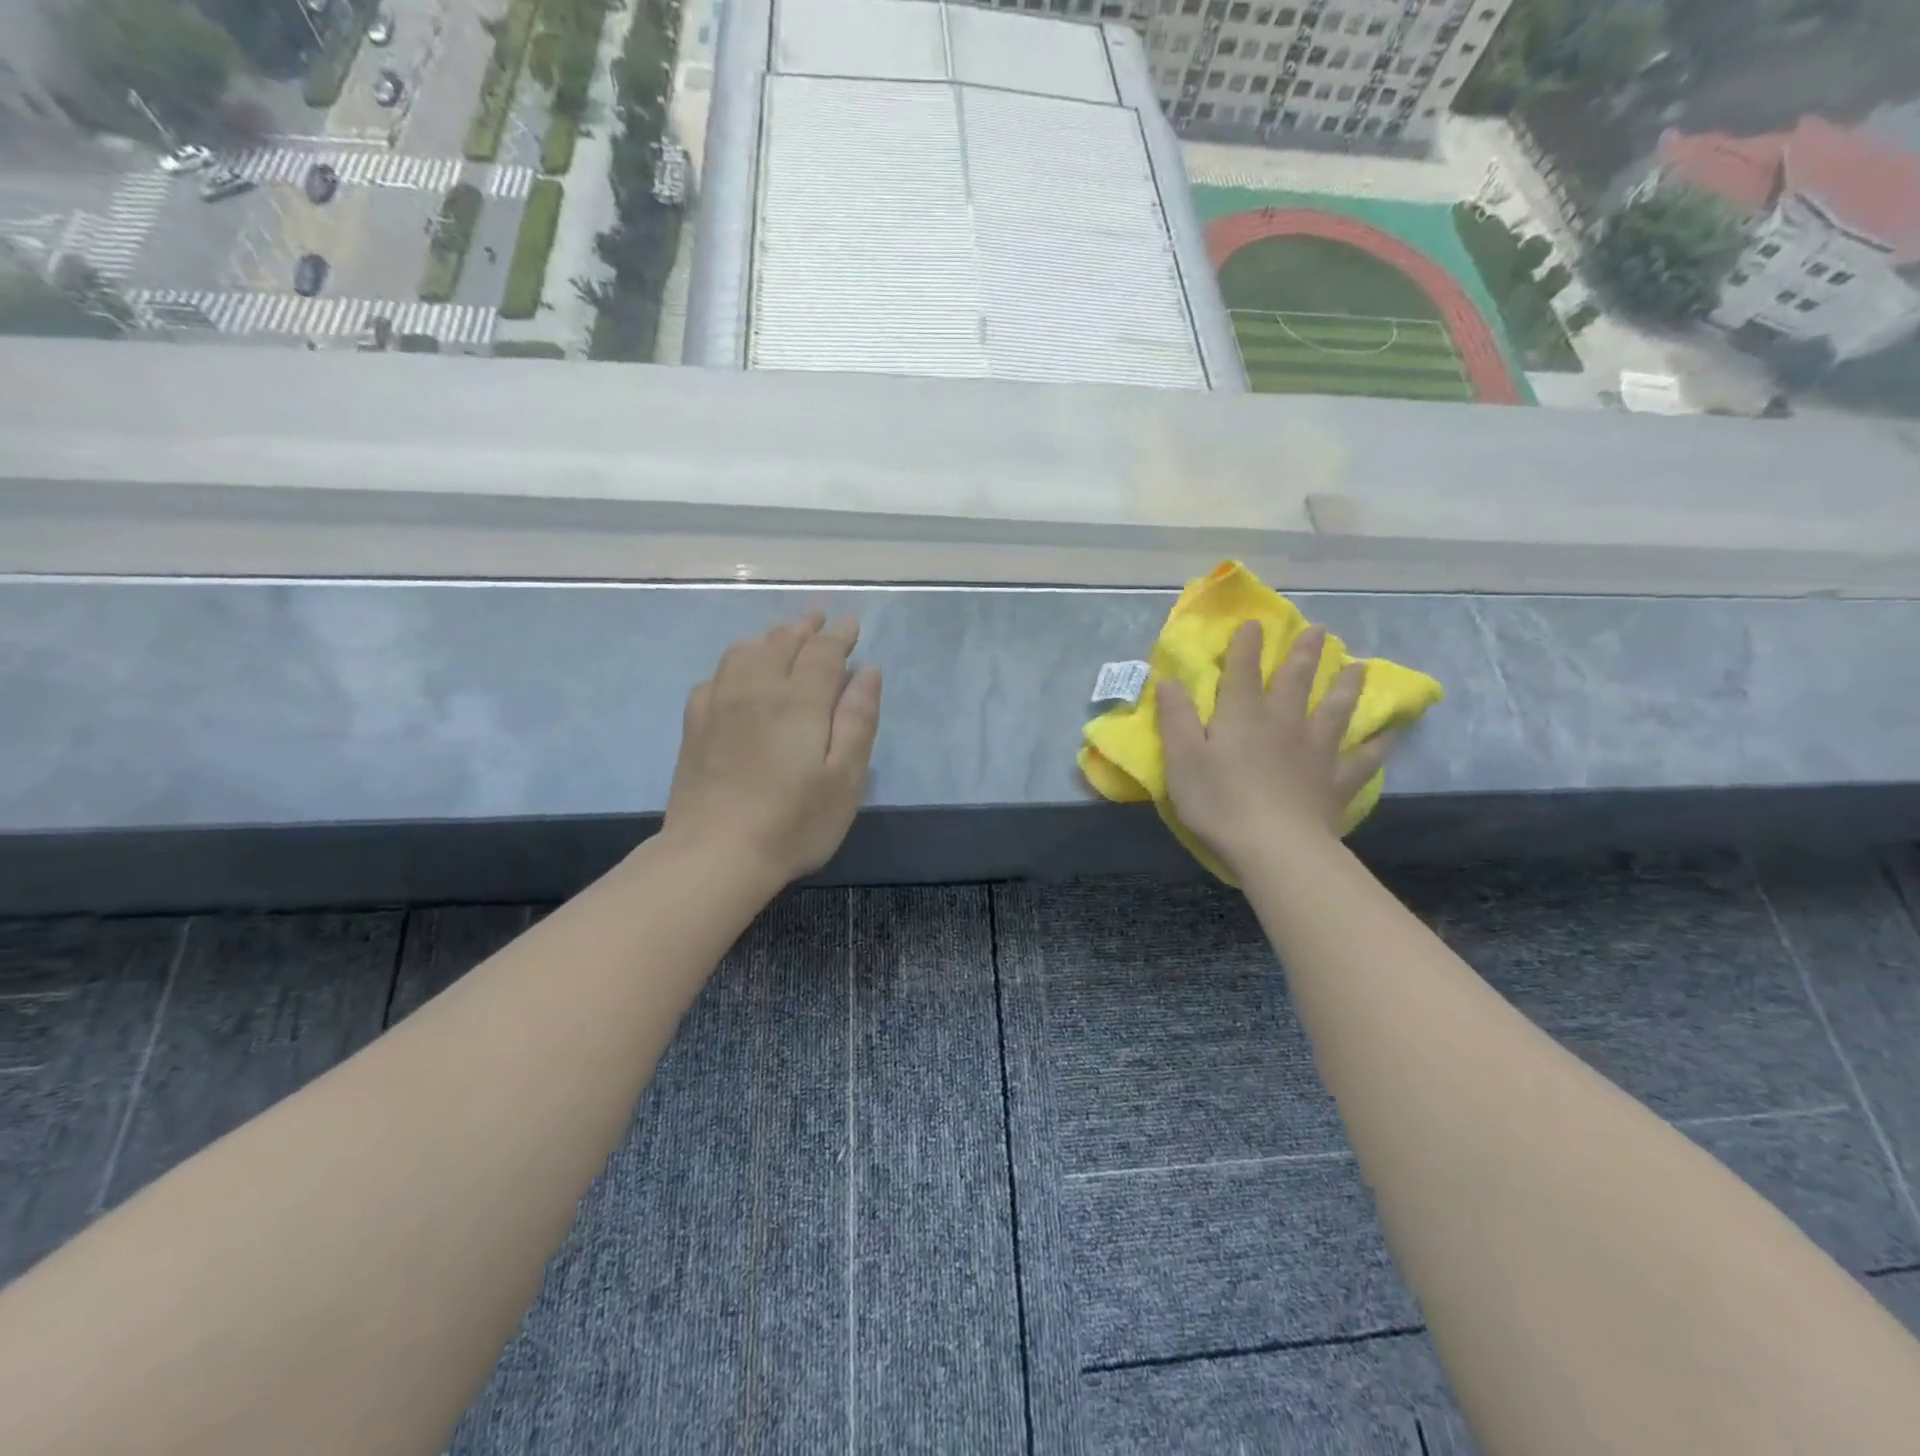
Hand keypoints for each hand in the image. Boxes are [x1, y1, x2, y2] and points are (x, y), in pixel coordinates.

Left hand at [663, 612, 881, 885]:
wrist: (715, 853)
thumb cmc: (794, 822)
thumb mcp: (845, 777)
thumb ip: (858, 719)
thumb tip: (868, 671)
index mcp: (799, 699)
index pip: (823, 651)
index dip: (840, 635)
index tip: (851, 626)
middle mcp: (757, 688)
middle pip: (782, 642)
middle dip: (805, 627)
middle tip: (820, 618)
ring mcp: (720, 703)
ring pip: (745, 651)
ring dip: (770, 636)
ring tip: (784, 635)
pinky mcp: (695, 724)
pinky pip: (716, 675)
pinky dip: (736, 661)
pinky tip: (739, 673)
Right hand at [1159, 621, 1397, 876]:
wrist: (1276, 848)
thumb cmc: (1219, 802)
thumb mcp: (1182, 760)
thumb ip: (1176, 718)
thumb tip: (1168, 680)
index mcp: (1242, 716)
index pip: (1242, 672)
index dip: (1246, 646)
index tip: (1255, 623)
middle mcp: (1283, 723)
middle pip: (1295, 682)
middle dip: (1303, 654)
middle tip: (1320, 631)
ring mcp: (1316, 751)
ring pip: (1335, 710)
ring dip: (1345, 686)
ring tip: (1358, 667)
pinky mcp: (1336, 781)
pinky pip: (1364, 758)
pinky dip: (1378, 744)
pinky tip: (1390, 733)